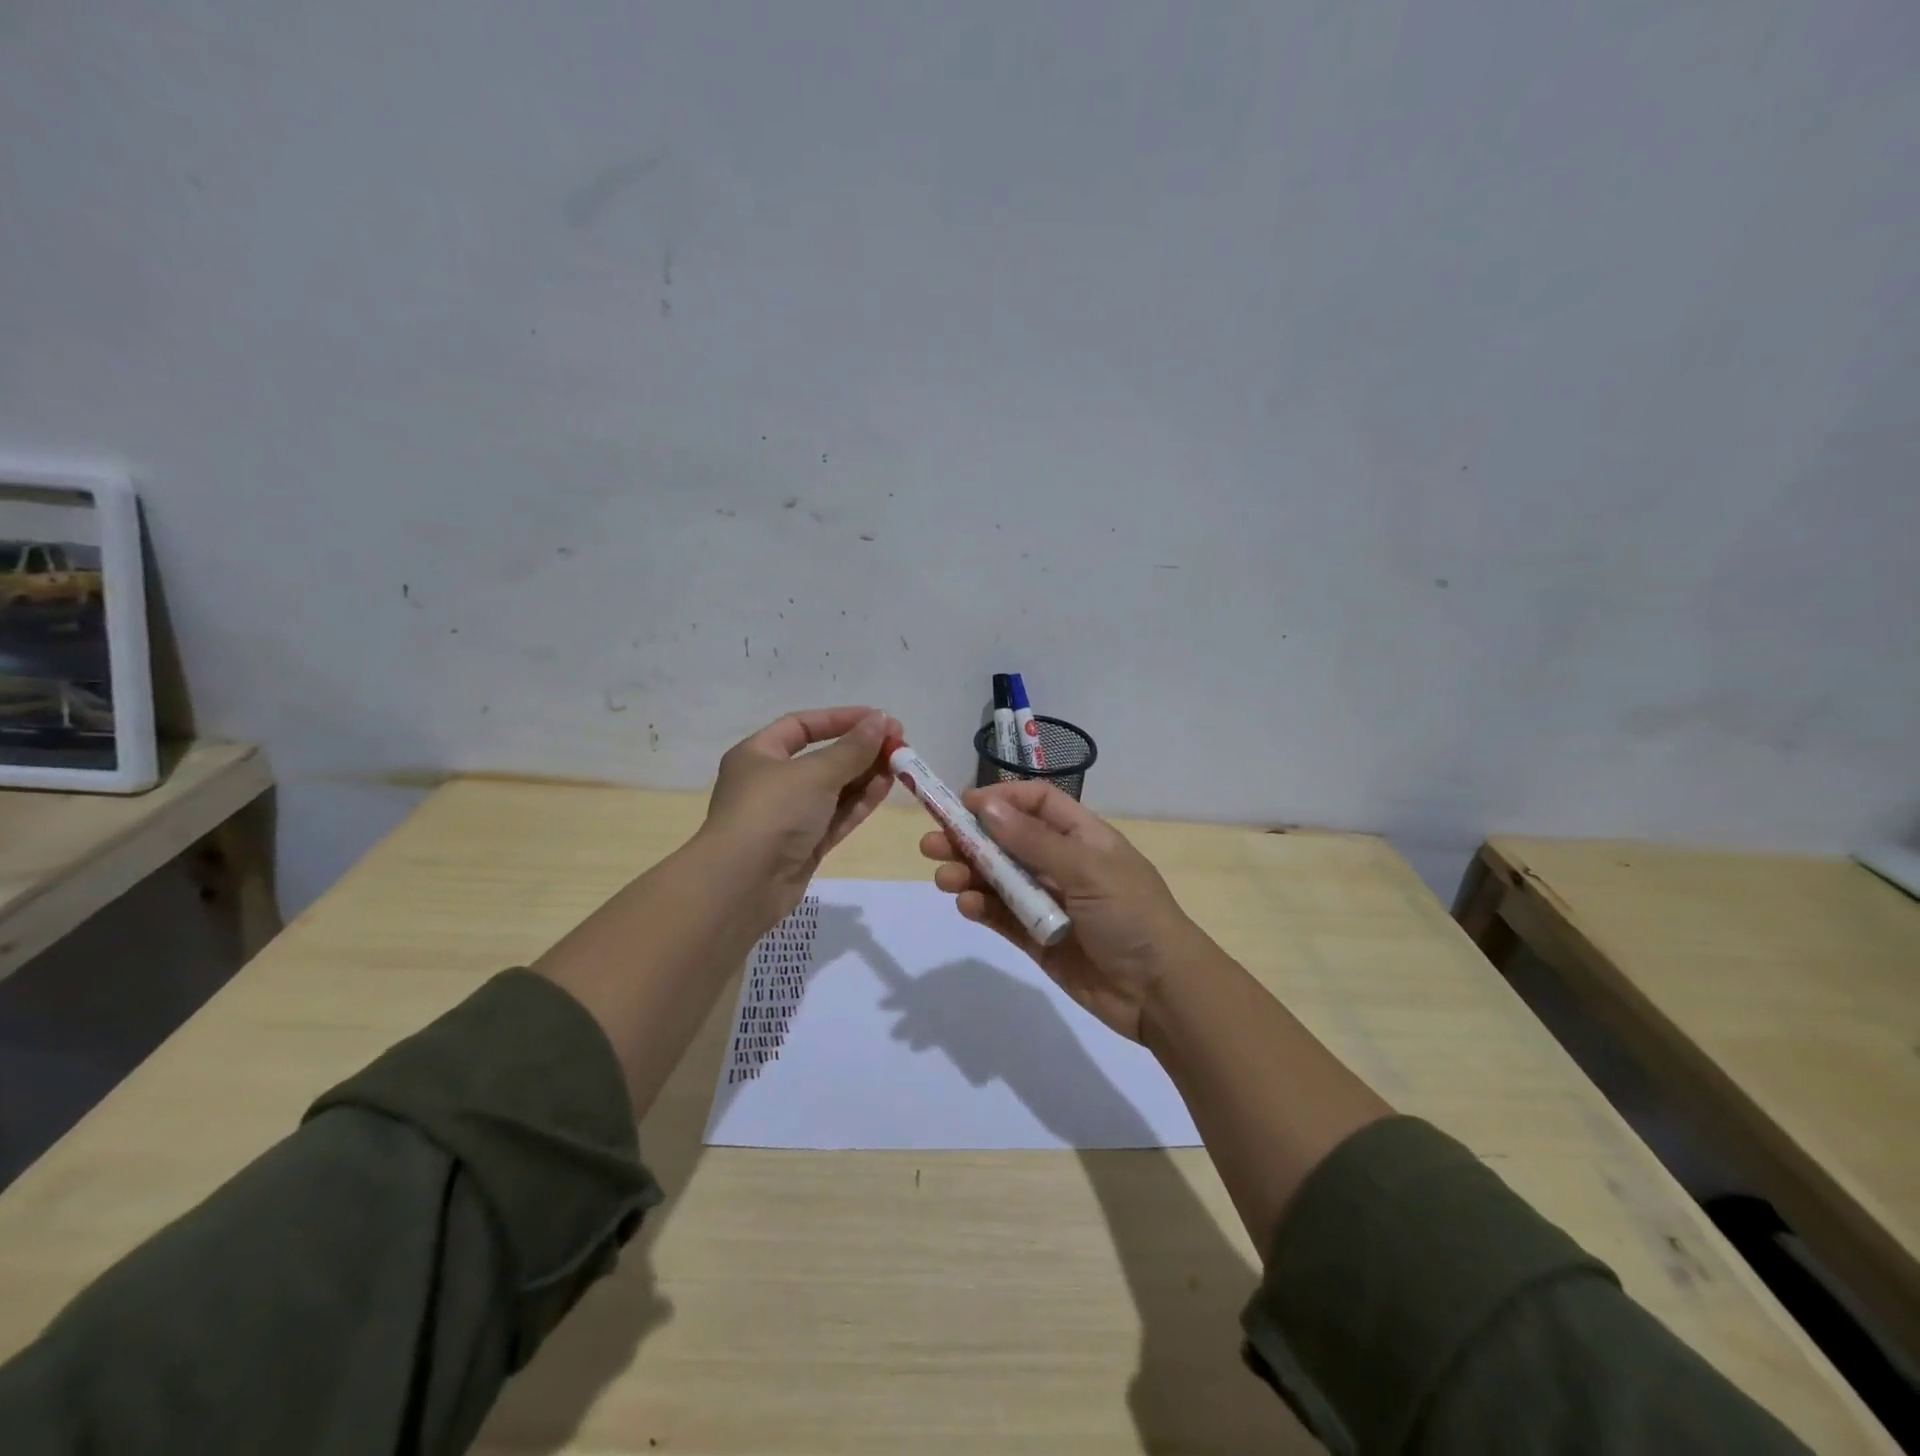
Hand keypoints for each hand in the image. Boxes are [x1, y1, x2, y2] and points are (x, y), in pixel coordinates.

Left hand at [702, 706, 898, 927]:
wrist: (741, 885)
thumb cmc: (771, 812)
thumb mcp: (814, 772)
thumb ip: (853, 748)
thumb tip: (882, 720)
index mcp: (758, 754)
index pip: (802, 726)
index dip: (841, 719)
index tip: (879, 719)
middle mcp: (771, 782)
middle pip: (822, 758)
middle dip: (860, 750)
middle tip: (898, 746)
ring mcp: (788, 816)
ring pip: (833, 789)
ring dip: (865, 776)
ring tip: (900, 766)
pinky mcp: (803, 845)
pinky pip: (836, 817)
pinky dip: (859, 803)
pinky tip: (885, 788)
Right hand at [918, 781, 1196, 1041]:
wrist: (1161, 993)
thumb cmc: (1131, 916)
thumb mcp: (1086, 869)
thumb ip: (1033, 841)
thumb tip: (986, 805)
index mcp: (1083, 837)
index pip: (1037, 803)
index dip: (1001, 800)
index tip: (962, 806)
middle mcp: (1064, 864)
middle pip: (1009, 841)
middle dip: (971, 839)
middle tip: (932, 844)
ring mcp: (1050, 903)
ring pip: (1000, 880)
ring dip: (970, 874)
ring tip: (944, 878)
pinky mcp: (1039, 939)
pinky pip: (1004, 917)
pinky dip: (983, 909)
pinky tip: (967, 905)